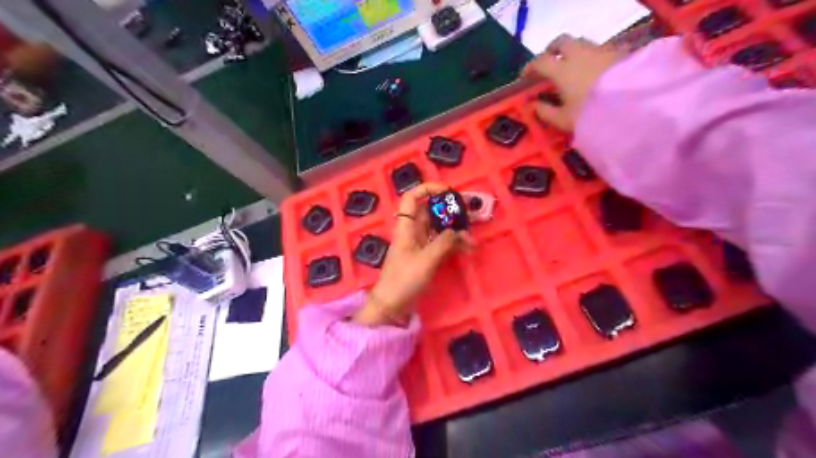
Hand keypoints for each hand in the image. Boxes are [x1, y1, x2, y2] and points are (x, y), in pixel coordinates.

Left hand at [350, 182, 471, 325]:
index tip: (448, 192)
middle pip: (430, 212)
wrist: (391, 306)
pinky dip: (452, 244)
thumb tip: (459, 232)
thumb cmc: (404, 279)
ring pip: (438, 229)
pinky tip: (467, 250)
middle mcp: (412, 231)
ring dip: (454, 231)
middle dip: (449, 212)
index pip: (411, 198)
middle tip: (470, 214)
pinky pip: (440, 244)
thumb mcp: (426, 260)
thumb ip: (444, 242)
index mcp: (406, 227)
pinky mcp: (424, 257)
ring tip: (471, 239)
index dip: (427, 189)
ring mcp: (419, 244)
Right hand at [523, 36, 625, 130]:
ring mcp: (601, 51)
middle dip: (552, 49)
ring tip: (572, 66)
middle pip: (562, 42)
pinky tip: (594, 69)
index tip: (525, 76)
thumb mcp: (563, 120)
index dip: (530, 67)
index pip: (540, 62)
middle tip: (549, 60)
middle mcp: (580, 54)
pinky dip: (592, 56)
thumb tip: (533, 105)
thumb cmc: (591, 114)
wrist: (631, 106)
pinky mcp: (619, 53)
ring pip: (582, 43)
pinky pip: (601, 50)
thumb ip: (545, 112)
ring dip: (573, 51)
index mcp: (562, 70)